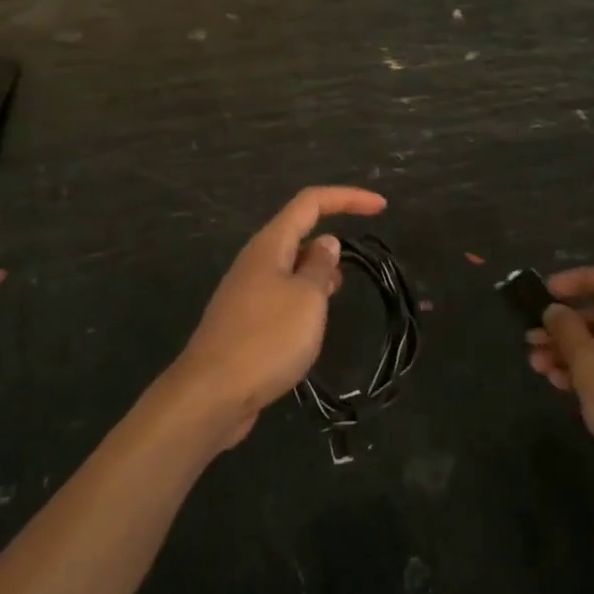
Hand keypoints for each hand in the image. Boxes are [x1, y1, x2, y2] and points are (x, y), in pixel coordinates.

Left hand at [171, 185, 386, 447]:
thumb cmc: (266, 340)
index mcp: (270, 245)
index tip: (382, 206)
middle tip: (355, 268)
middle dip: (330, 240)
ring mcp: (247, 292)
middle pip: (297, 232)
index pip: (311, 202)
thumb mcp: (307, 299)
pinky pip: (280, 296)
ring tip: (337, 295)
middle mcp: (255, 261)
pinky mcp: (244, 322)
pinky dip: (303, 299)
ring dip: (317, 273)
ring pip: (289, 267)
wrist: (211, 395)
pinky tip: (311, 326)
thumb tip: (325, 242)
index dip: (348, 198)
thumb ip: (320, 266)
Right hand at [526, 267, 593, 511]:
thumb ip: (565, 329)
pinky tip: (555, 382)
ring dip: (565, 350)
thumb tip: (555, 311)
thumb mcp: (586, 359)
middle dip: (561, 325)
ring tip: (536, 365)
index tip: (547, 292)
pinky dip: (580, 371)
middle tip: (531, 337)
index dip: (576, 279)